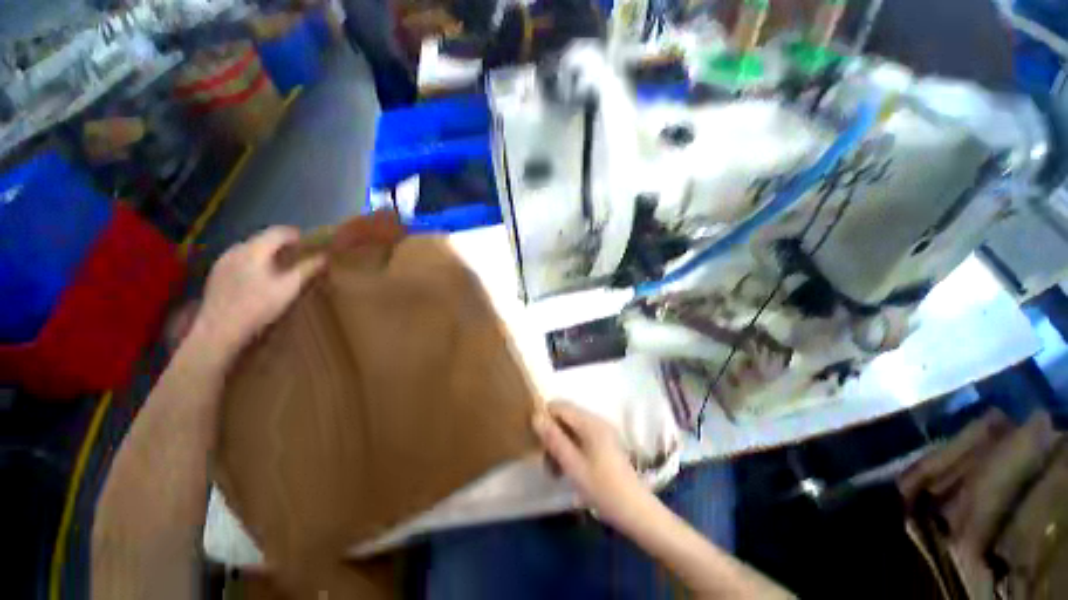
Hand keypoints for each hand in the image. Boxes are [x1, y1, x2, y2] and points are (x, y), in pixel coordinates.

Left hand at [189, 227, 325, 363]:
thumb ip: (307, 270)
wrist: (219, 332)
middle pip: (262, 239)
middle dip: (281, 244)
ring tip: (279, 266)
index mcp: (254, 250)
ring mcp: (222, 262)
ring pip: (249, 249)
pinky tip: (258, 278)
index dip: (296, 235)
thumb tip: (325, 257)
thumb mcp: (289, 289)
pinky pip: (239, 260)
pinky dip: (253, 263)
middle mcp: (236, 250)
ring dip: (266, 253)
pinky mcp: (216, 275)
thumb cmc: (258, 308)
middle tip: (298, 255)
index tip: (310, 243)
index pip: (278, 232)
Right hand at [533, 401, 651, 529]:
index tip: (534, 438)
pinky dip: (570, 448)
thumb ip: (554, 439)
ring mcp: (602, 431)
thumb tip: (536, 416)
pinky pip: (580, 437)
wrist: (636, 511)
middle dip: (552, 433)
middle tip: (544, 459)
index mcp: (590, 423)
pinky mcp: (604, 443)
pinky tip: (566, 469)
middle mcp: (597, 421)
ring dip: (559, 444)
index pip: (560, 406)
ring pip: (571, 428)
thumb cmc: (603, 488)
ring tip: (553, 469)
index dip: (545, 417)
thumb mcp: (573, 465)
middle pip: (566, 416)